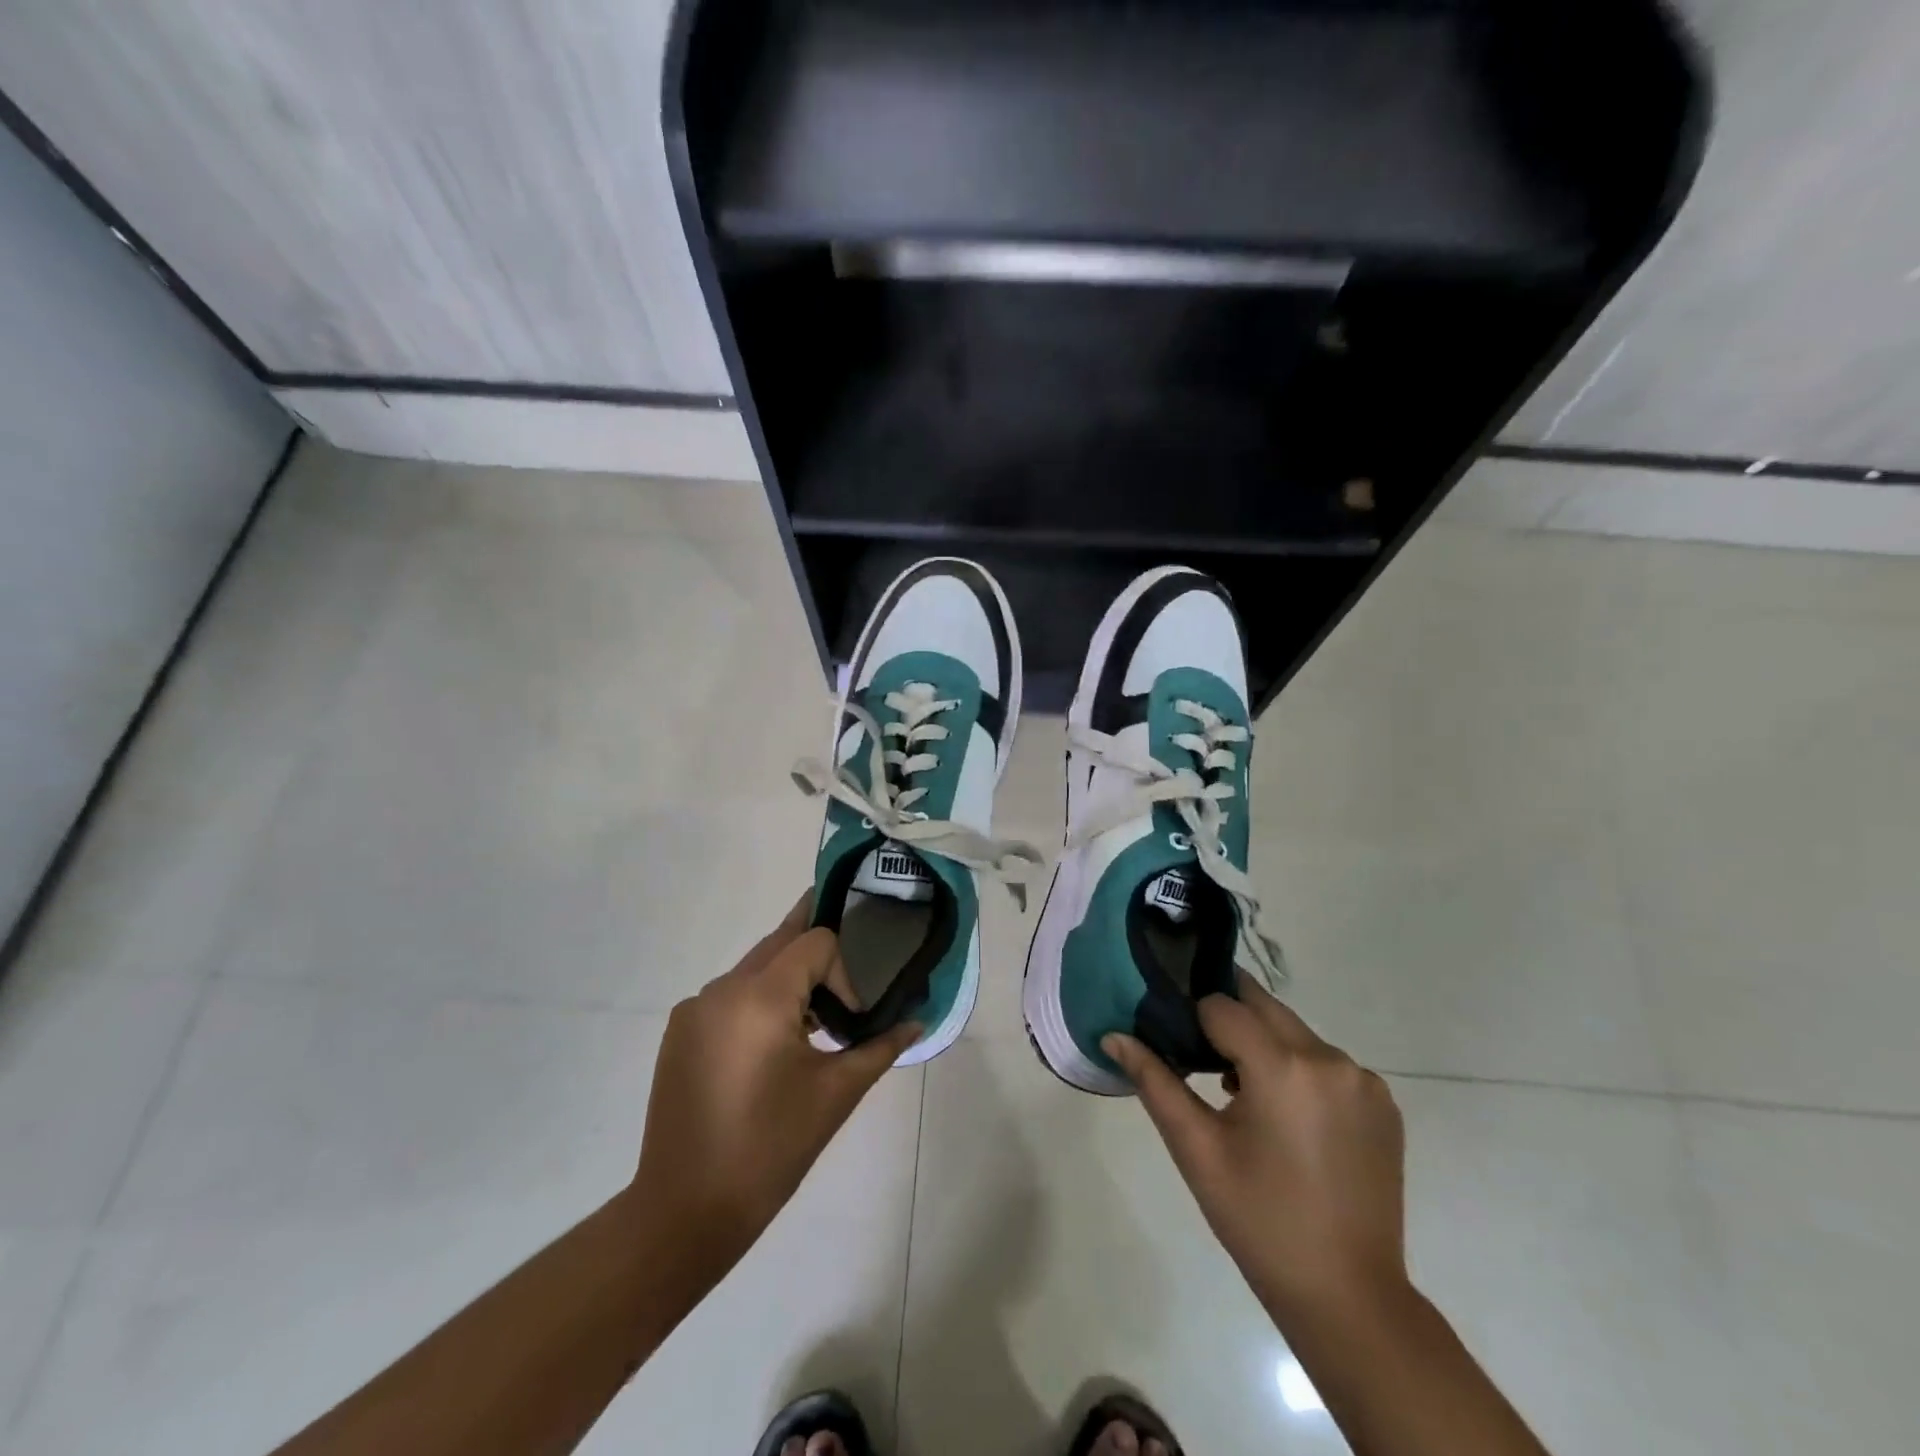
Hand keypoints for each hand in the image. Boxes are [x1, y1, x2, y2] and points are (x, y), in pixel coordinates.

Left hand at [632, 898, 918, 1281]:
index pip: (815, 942)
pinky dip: (757, 1002)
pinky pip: (730, 994)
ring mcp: (695, 1008)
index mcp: (760, 997)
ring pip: (754, 968)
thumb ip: (880, 1047)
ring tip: (810, 1026)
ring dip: (788, 981)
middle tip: (844, 981)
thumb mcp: (836, 1094)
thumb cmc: (771, 1149)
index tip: (851, 1021)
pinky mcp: (680, 1031)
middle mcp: (722, 988)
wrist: (686, 1210)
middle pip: (781, 942)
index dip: (844, 972)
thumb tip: (917, 1023)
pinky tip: (769, 1050)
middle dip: (817, 957)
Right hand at [1103, 976, 1407, 1324]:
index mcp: (1283, 1067)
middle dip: (1228, 1020)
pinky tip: (1287, 1117)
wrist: (1347, 1295)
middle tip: (1202, 1057)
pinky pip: (1325, 1061)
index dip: (1193, 1020)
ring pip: (1294, 1031)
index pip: (1222, 1006)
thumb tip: (1113, 1036)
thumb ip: (1154, 1081)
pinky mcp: (1382, 1103)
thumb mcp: (1196, 1149)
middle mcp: (1329, 1058)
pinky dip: (1299, 1070)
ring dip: (1264, 1044)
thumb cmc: (1258, 1219)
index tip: (1178, 1046)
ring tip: (1241, 1095)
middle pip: (1262, 1006)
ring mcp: (1363, 1080)